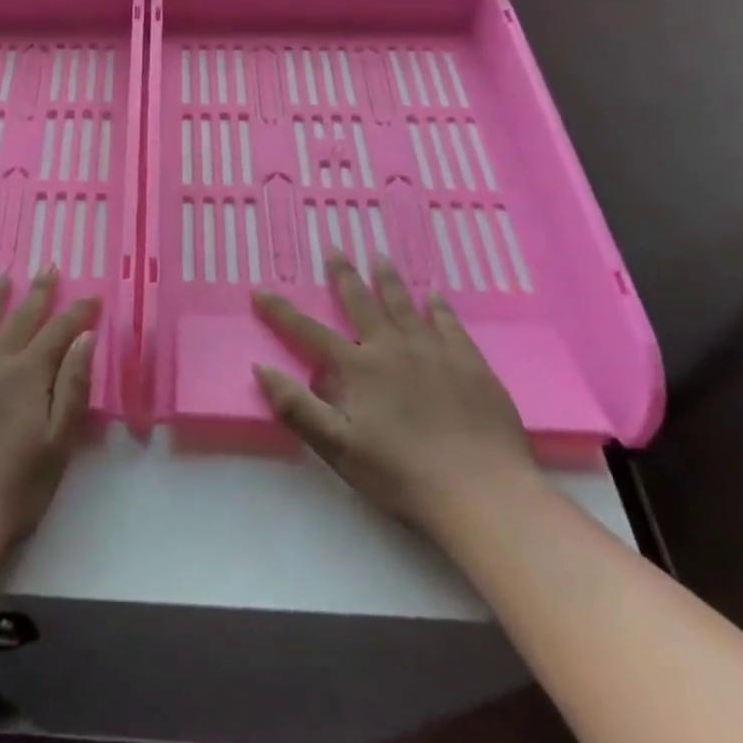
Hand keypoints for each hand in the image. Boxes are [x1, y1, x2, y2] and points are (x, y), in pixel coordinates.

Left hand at [0, 268, 97, 558]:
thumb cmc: (12, 488)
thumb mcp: (58, 444)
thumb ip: (72, 387)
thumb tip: (85, 338)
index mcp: (27, 375)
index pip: (59, 332)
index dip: (77, 312)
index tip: (92, 296)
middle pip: (20, 318)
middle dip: (38, 292)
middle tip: (48, 267)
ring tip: (2, 275)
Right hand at [251, 255, 537, 536]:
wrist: (482, 493)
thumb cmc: (402, 475)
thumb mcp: (338, 448)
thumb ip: (297, 407)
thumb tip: (261, 369)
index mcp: (359, 368)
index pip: (309, 332)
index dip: (281, 312)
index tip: (260, 291)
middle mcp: (393, 349)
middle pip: (363, 303)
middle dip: (344, 276)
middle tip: (334, 249)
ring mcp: (435, 353)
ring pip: (405, 306)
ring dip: (389, 280)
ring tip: (379, 257)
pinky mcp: (471, 365)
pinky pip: (450, 325)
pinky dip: (439, 308)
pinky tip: (434, 296)